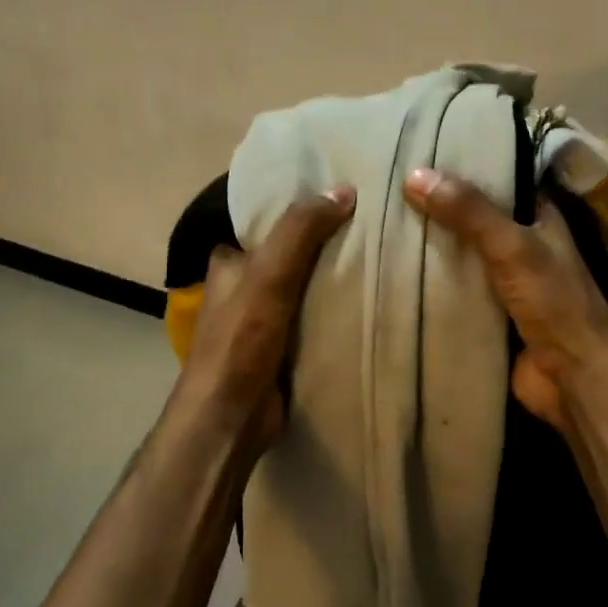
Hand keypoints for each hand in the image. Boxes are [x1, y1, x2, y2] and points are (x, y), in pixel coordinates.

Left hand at [176, 185, 355, 450]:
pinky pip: (314, 321)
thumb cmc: (241, 340)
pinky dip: (334, 314)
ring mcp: (262, 322)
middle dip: (323, 246)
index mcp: (229, 263)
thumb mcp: (269, 275)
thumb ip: (300, 231)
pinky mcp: (282, 350)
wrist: (232, 416)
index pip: (265, 225)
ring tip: (378, 259)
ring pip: (304, 289)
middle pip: (289, 257)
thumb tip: (343, 190)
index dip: (298, 211)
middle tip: (370, 229)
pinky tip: (368, 303)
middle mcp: (243, 289)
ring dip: (332, 281)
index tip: (340, 200)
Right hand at [404, 168, 607, 432]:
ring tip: (381, 223)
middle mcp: (522, 247)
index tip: (421, 152)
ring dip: (430, 248)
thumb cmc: (553, 303)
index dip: (465, 166)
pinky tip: (393, 272)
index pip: (500, 180)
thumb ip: (469, 212)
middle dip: (438, 209)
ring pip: (460, 257)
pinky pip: (453, 292)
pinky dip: (430, 285)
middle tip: (388, 188)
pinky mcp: (488, 316)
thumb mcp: (512, 246)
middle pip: (473, 220)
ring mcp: (504, 283)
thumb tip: (414, 175)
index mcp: (540, 219)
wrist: (573, 378)